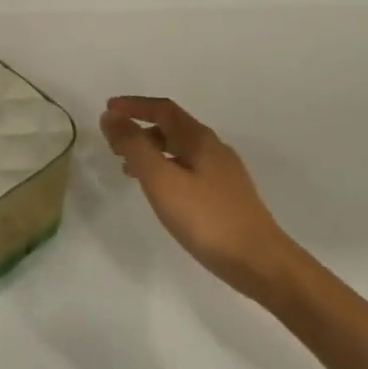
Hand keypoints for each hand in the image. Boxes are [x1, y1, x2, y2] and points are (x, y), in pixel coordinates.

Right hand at [100, 96, 307, 307]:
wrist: (259, 262)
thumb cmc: (206, 218)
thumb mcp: (162, 180)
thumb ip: (134, 146)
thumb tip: (111, 116)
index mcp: (200, 140)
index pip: (163, 110)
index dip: (134, 106)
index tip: (108, 109)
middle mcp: (214, 149)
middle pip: (172, 128)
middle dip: (140, 129)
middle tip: (113, 143)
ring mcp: (223, 174)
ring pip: (179, 151)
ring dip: (150, 151)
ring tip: (127, 169)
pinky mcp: (225, 196)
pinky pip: (187, 170)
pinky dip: (165, 170)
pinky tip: (159, 192)